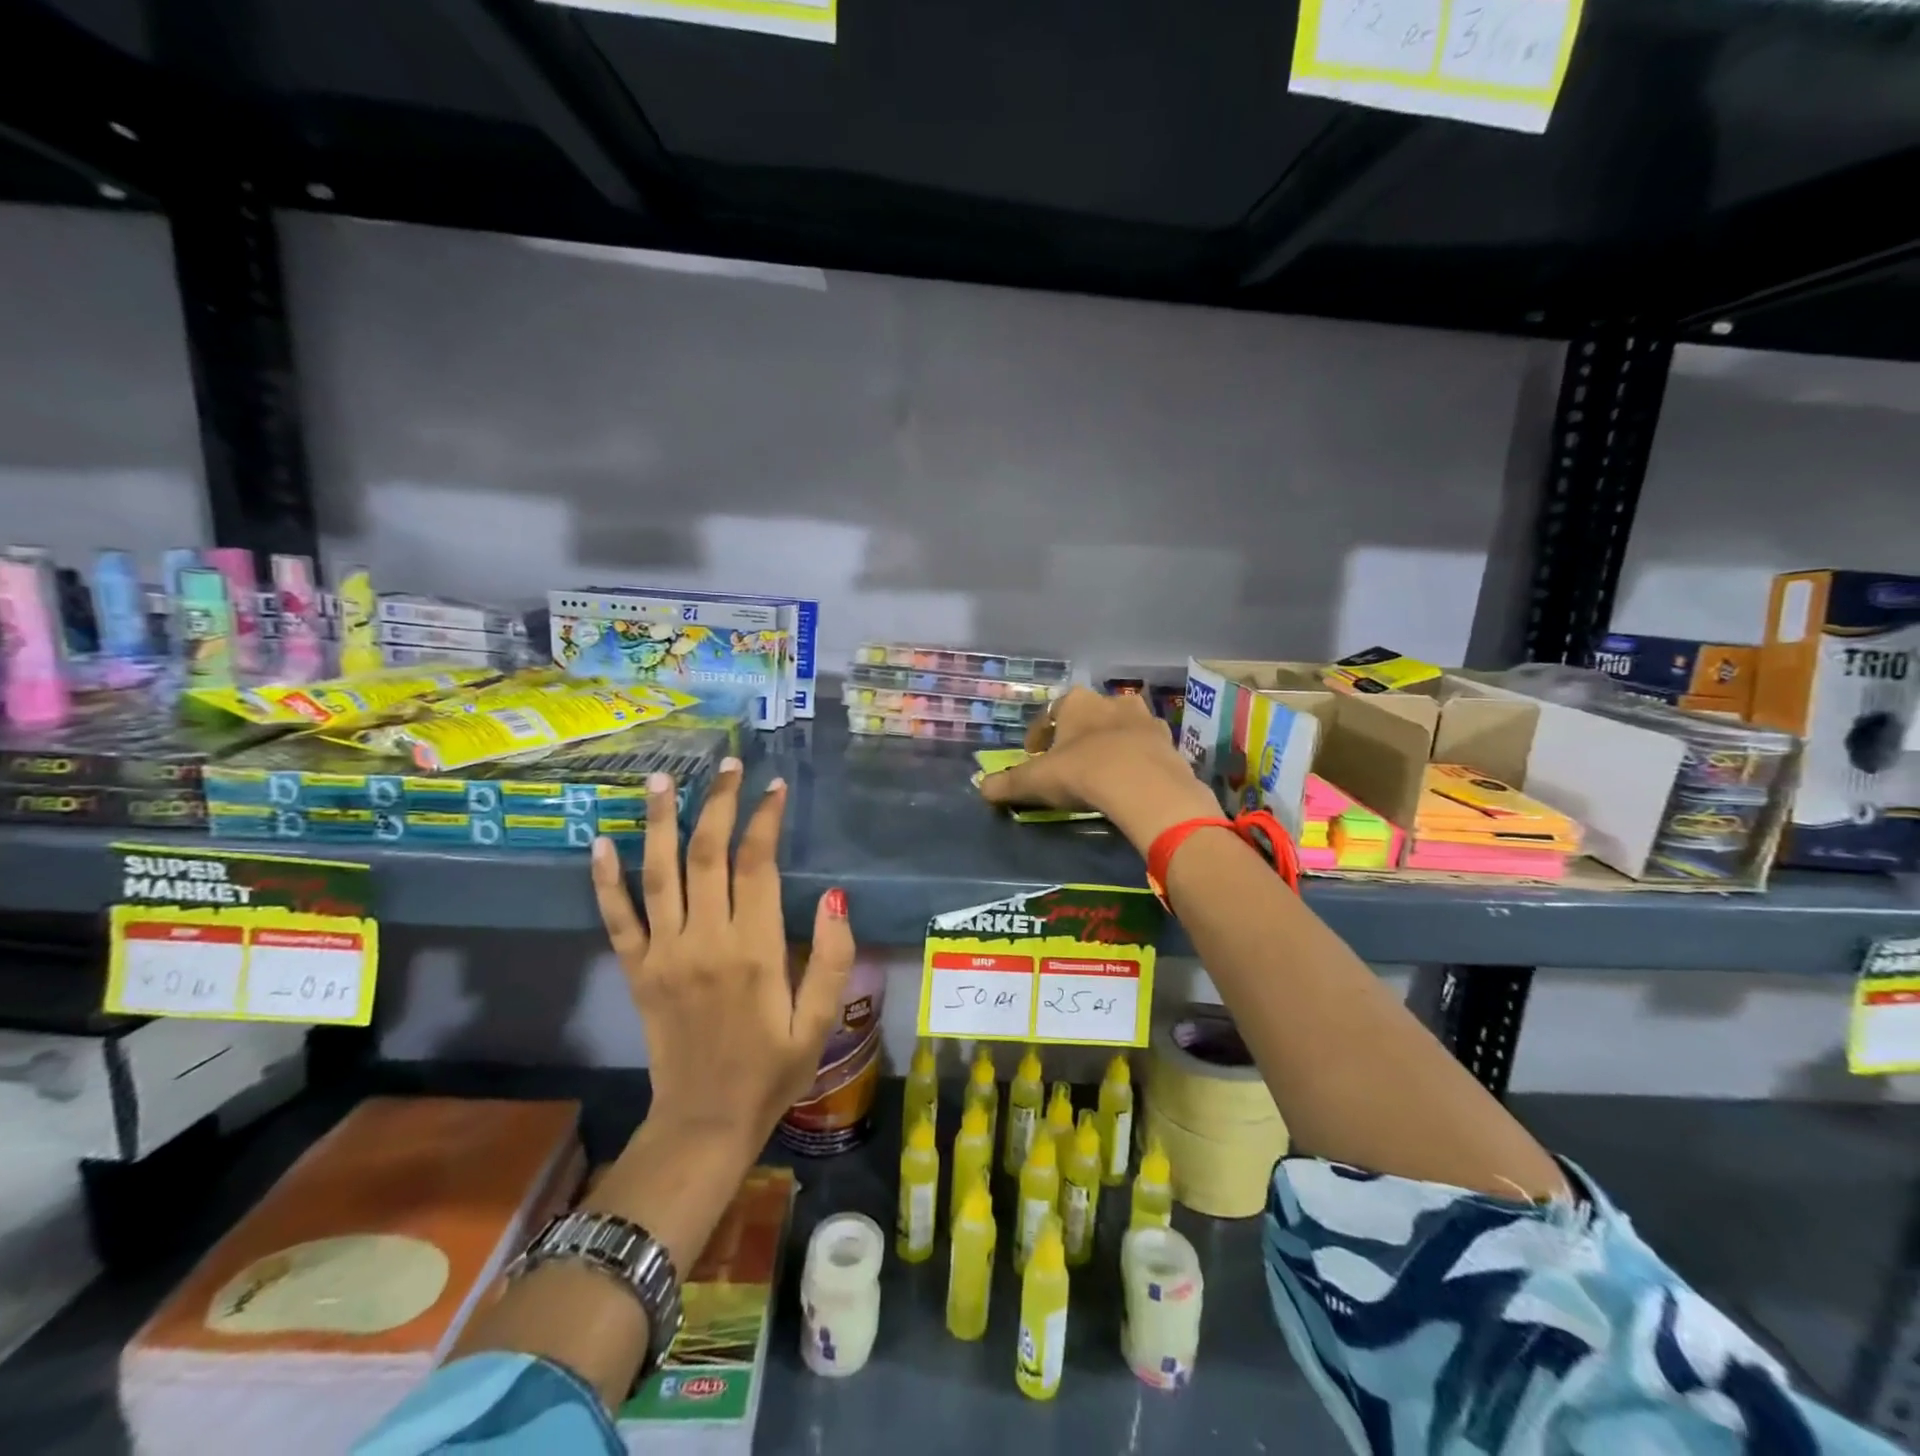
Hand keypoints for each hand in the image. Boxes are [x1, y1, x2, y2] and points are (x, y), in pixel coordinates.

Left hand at [591, 759, 854, 1154]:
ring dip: (660, 823)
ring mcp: (664, 955)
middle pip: (707, 855)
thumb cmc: (771, 1071)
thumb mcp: (820, 1023)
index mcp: (754, 950)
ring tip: (660, 780)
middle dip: (717, 804)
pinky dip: (606, 881)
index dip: (764, 820)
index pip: (756, 865)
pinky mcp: (637, 972)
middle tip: (726, 765)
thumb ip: (832, 959)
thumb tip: (834, 898)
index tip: (774, 787)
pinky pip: (618, 920)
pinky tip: (601, 843)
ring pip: (659, 874)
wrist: (704, 1124)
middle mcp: (705, 941)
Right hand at [978, 688, 1220, 853]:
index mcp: (1077, 702)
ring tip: (1102, 770)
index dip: (1038, 735)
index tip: (1032, 756)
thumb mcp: (1036, 781)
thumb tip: (981, 788)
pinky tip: (1130, 780)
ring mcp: (1145, 720)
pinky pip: (1146, 748)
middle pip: (1089, 716)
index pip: (1050, 713)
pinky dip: (1136, 759)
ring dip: (1110, 743)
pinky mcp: (1169, 743)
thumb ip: (1007, 783)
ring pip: (1121, 727)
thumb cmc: (1083, 772)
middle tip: (1068, 761)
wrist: (1145, 787)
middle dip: (1078, 735)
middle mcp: (1112, 701)